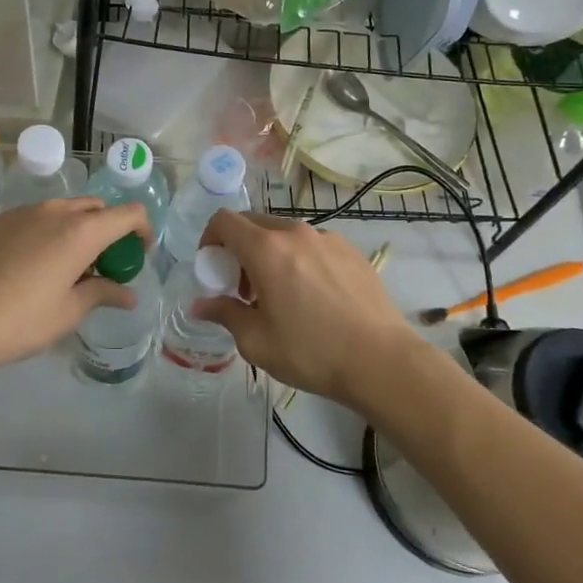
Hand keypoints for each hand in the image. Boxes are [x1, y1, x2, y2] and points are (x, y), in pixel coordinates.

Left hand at [0, 199, 151, 375]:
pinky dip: (48, 232)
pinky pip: (35, 218)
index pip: (129, 213)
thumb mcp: (68, 312)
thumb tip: (128, 294)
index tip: (138, 256)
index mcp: (80, 231)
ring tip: (68, 266)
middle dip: (109, 230)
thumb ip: (102, 294)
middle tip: (104, 265)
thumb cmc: (19, 321)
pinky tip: (32, 265)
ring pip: (64, 210)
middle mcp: (54, 211)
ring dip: (77, 230)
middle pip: (96, 208)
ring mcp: (22, 212)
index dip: (142, 231)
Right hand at [195, 212, 416, 409]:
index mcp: (266, 249)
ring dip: (270, 254)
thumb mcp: (256, 341)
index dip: (210, 239)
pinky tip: (313, 297)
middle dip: (239, 249)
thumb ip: (224, 314)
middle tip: (243, 288)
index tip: (213, 268)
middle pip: (254, 224)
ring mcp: (328, 238)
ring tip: (280, 295)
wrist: (382, 361)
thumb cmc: (311, 352)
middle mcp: (296, 233)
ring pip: (285, 234)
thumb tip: (200, 305)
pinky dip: (300, 259)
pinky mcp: (351, 251)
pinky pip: (313, 245)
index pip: (224, 221)